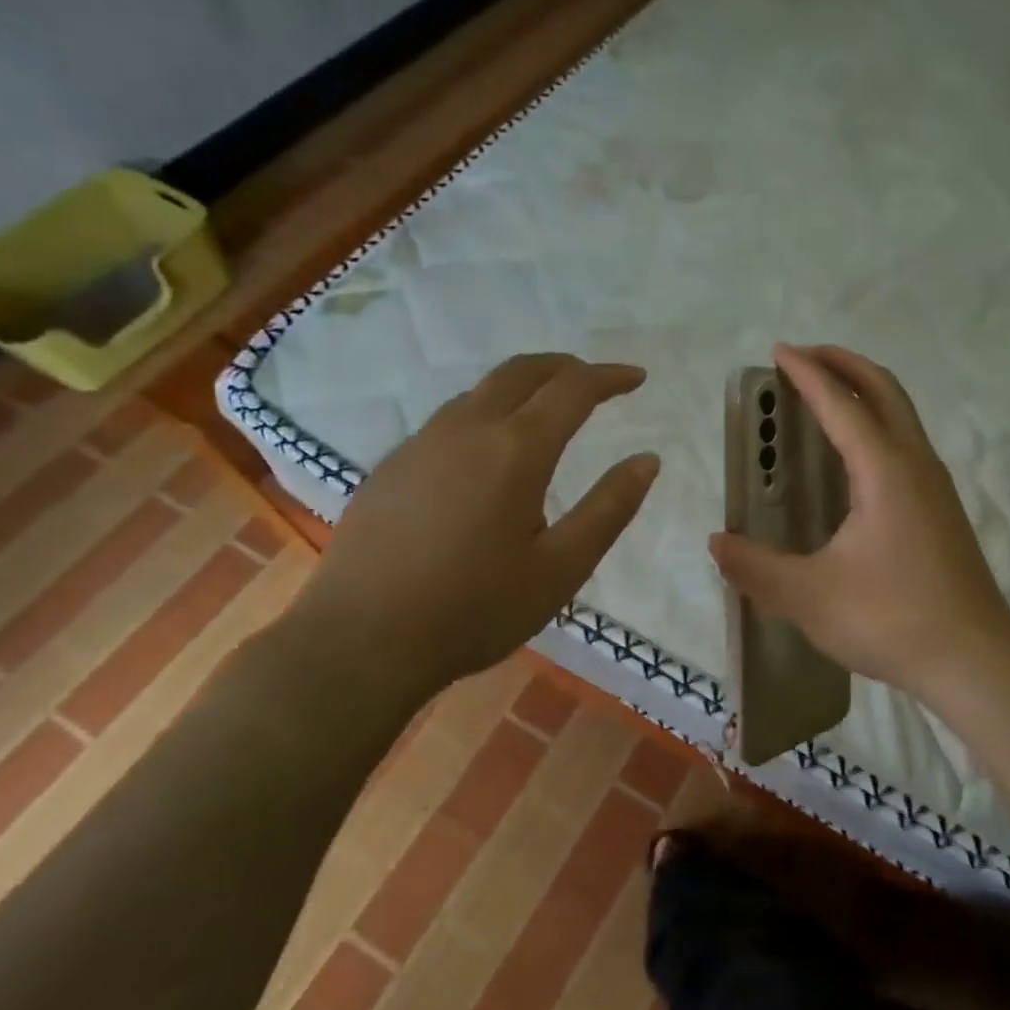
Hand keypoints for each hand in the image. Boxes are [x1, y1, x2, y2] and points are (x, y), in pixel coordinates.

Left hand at [290, 353, 659, 701]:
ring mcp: (420, 445)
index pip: (572, 389)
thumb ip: (610, 508)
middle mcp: (466, 430)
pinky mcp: (391, 467)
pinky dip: (487, 414)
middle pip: (521, 371)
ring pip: (480, 392)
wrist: (361, 642)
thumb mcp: (562, 567)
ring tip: (547, 413)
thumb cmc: (476, 609)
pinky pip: (449, 420)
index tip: (637, 378)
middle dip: (565, 367)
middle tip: (596, 382)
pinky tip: (488, 456)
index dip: (609, 378)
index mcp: (515, 450)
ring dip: (523, 388)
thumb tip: (647, 460)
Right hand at [709, 344, 1009, 699]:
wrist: (974, 659)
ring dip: (865, 391)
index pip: (841, 405)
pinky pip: (907, 442)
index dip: (807, 374)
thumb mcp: (809, 597)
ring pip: (902, 414)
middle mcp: (915, 464)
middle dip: (844, 364)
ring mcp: (936, 485)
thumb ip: (756, 568)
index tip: (779, 351)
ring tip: (827, 396)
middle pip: (884, 390)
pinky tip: (857, 457)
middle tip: (806, 356)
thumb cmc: (891, 619)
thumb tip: (717, 543)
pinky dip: (879, 422)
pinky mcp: (943, 509)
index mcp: (885, 471)